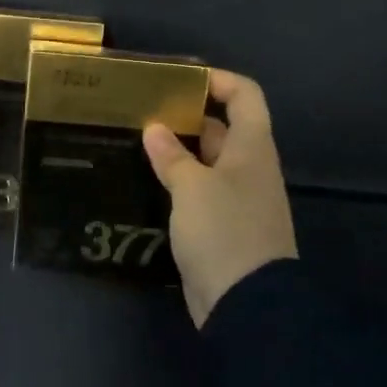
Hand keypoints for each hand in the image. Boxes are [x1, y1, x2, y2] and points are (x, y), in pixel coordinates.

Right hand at [143, 68, 297, 326]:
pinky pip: (199, 192)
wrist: (248, 306)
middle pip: (222, 127)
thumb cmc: (224, 231)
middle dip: (186, 116)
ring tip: (135, 142)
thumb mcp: (192, 187)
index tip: (178, 80)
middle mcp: (248, 167)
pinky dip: (177, 183)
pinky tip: (146, 182)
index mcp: (251, 147)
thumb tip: (155, 129)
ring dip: (177, 152)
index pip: (245, 95)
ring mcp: (237, 199)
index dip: (217, 80)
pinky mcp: (222, 228)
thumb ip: (172, 156)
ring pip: (207, 162)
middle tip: (143, 111)